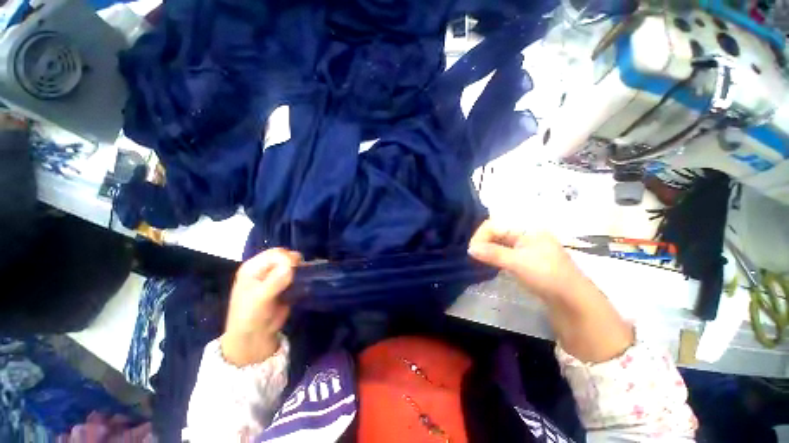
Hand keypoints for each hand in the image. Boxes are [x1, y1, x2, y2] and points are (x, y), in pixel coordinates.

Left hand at [221, 248, 301, 366]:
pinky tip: (304, 285)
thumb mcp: (259, 299)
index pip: (275, 254)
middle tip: (300, 276)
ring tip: (303, 280)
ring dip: (300, 271)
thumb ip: (274, 282)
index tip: (295, 269)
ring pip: (293, 265)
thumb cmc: (250, 316)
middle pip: (286, 257)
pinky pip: (297, 276)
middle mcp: (265, 269)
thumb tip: (291, 266)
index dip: (287, 259)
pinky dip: (302, 278)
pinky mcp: (285, 285)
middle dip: (295, 264)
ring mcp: (275, 277)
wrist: (255, 337)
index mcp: (253, 267)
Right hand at [467, 220, 582, 302]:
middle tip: (474, 255)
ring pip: (500, 242)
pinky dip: (495, 255)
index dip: (481, 236)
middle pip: (497, 232)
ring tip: (479, 258)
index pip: (495, 225)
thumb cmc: (546, 275)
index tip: (472, 250)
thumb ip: (493, 253)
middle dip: (483, 242)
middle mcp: (526, 234)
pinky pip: (505, 251)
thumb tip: (470, 249)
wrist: (572, 299)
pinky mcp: (526, 259)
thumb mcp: (517, 262)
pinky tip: (490, 262)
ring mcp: (526, 247)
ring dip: (488, 249)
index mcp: (526, 229)